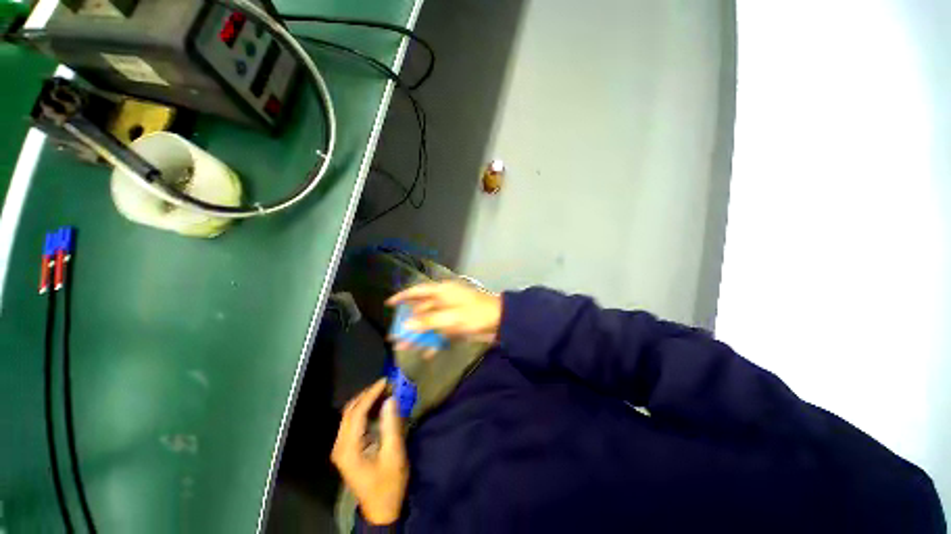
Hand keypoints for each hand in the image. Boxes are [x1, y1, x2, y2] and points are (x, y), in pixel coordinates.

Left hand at [331, 380, 408, 524]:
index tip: (387, 380)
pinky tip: (380, 405)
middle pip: (350, 411)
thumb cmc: (389, 483)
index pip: (357, 412)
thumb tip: (391, 399)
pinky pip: (354, 422)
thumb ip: (391, 425)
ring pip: (351, 414)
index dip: (371, 393)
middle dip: (368, 394)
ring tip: (386, 390)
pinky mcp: (348, 448)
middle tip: (388, 384)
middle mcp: (340, 445)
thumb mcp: (394, 454)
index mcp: (348, 448)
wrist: (381, 509)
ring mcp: (342, 447)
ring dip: (367, 400)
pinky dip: (366, 410)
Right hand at [387, 281, 502, 343]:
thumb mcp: (451, 318)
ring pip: (430, 323)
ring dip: (420, 334)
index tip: (389, 304)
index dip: (403, 296)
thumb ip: (428, 322)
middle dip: (409, 323)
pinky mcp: (457, 324)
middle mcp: (444, 300)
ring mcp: (450, 312)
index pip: (418, 291)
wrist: (501, 322)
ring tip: (406, 347)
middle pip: (422, 310)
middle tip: (395, 336)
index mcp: (442, 292)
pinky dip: (435, 341)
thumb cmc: (475, 314)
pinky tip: (427, 353)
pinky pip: (441, 331)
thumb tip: (406, 326)